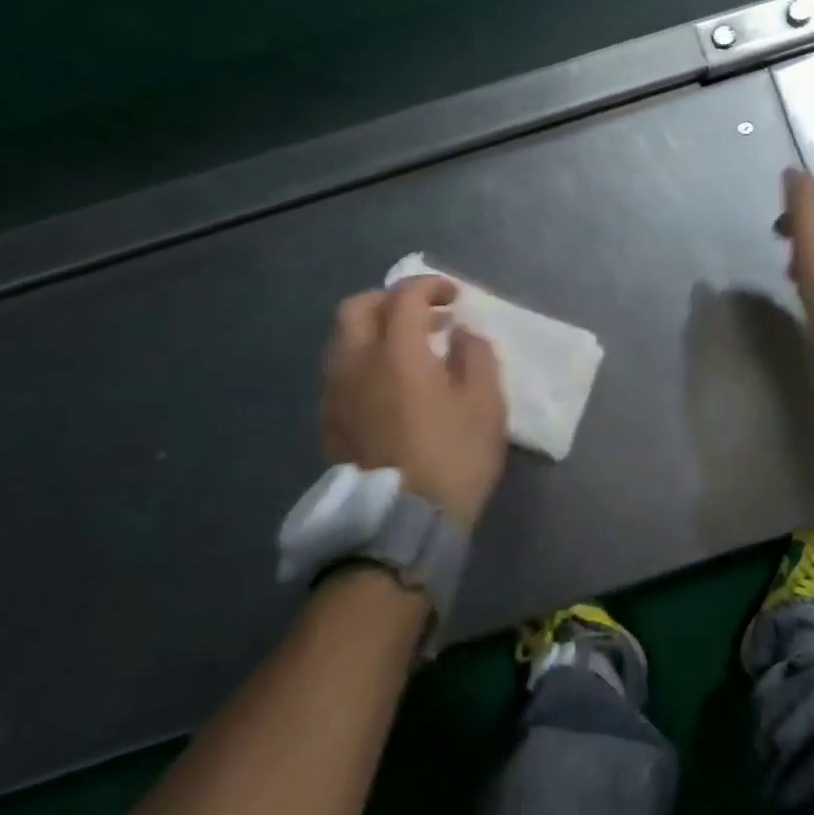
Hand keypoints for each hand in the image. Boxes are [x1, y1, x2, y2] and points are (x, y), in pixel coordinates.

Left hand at [320, 275, 507, 530]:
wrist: (400, 528)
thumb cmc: (452, 460)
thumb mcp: (485, 405)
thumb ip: (476, 356)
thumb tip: (460, 333)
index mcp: (396, 352)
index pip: (405, 296)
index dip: (431, 286)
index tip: (454, 298)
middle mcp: (356, 363)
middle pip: (358, 307)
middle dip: (391, 300)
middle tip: (422, 315)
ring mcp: (335, 394)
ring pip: (342, 340)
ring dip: (373, 330)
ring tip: (406, 349)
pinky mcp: (328, 422)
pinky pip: (339, 372)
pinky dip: (363, 361)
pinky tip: (388, 385)